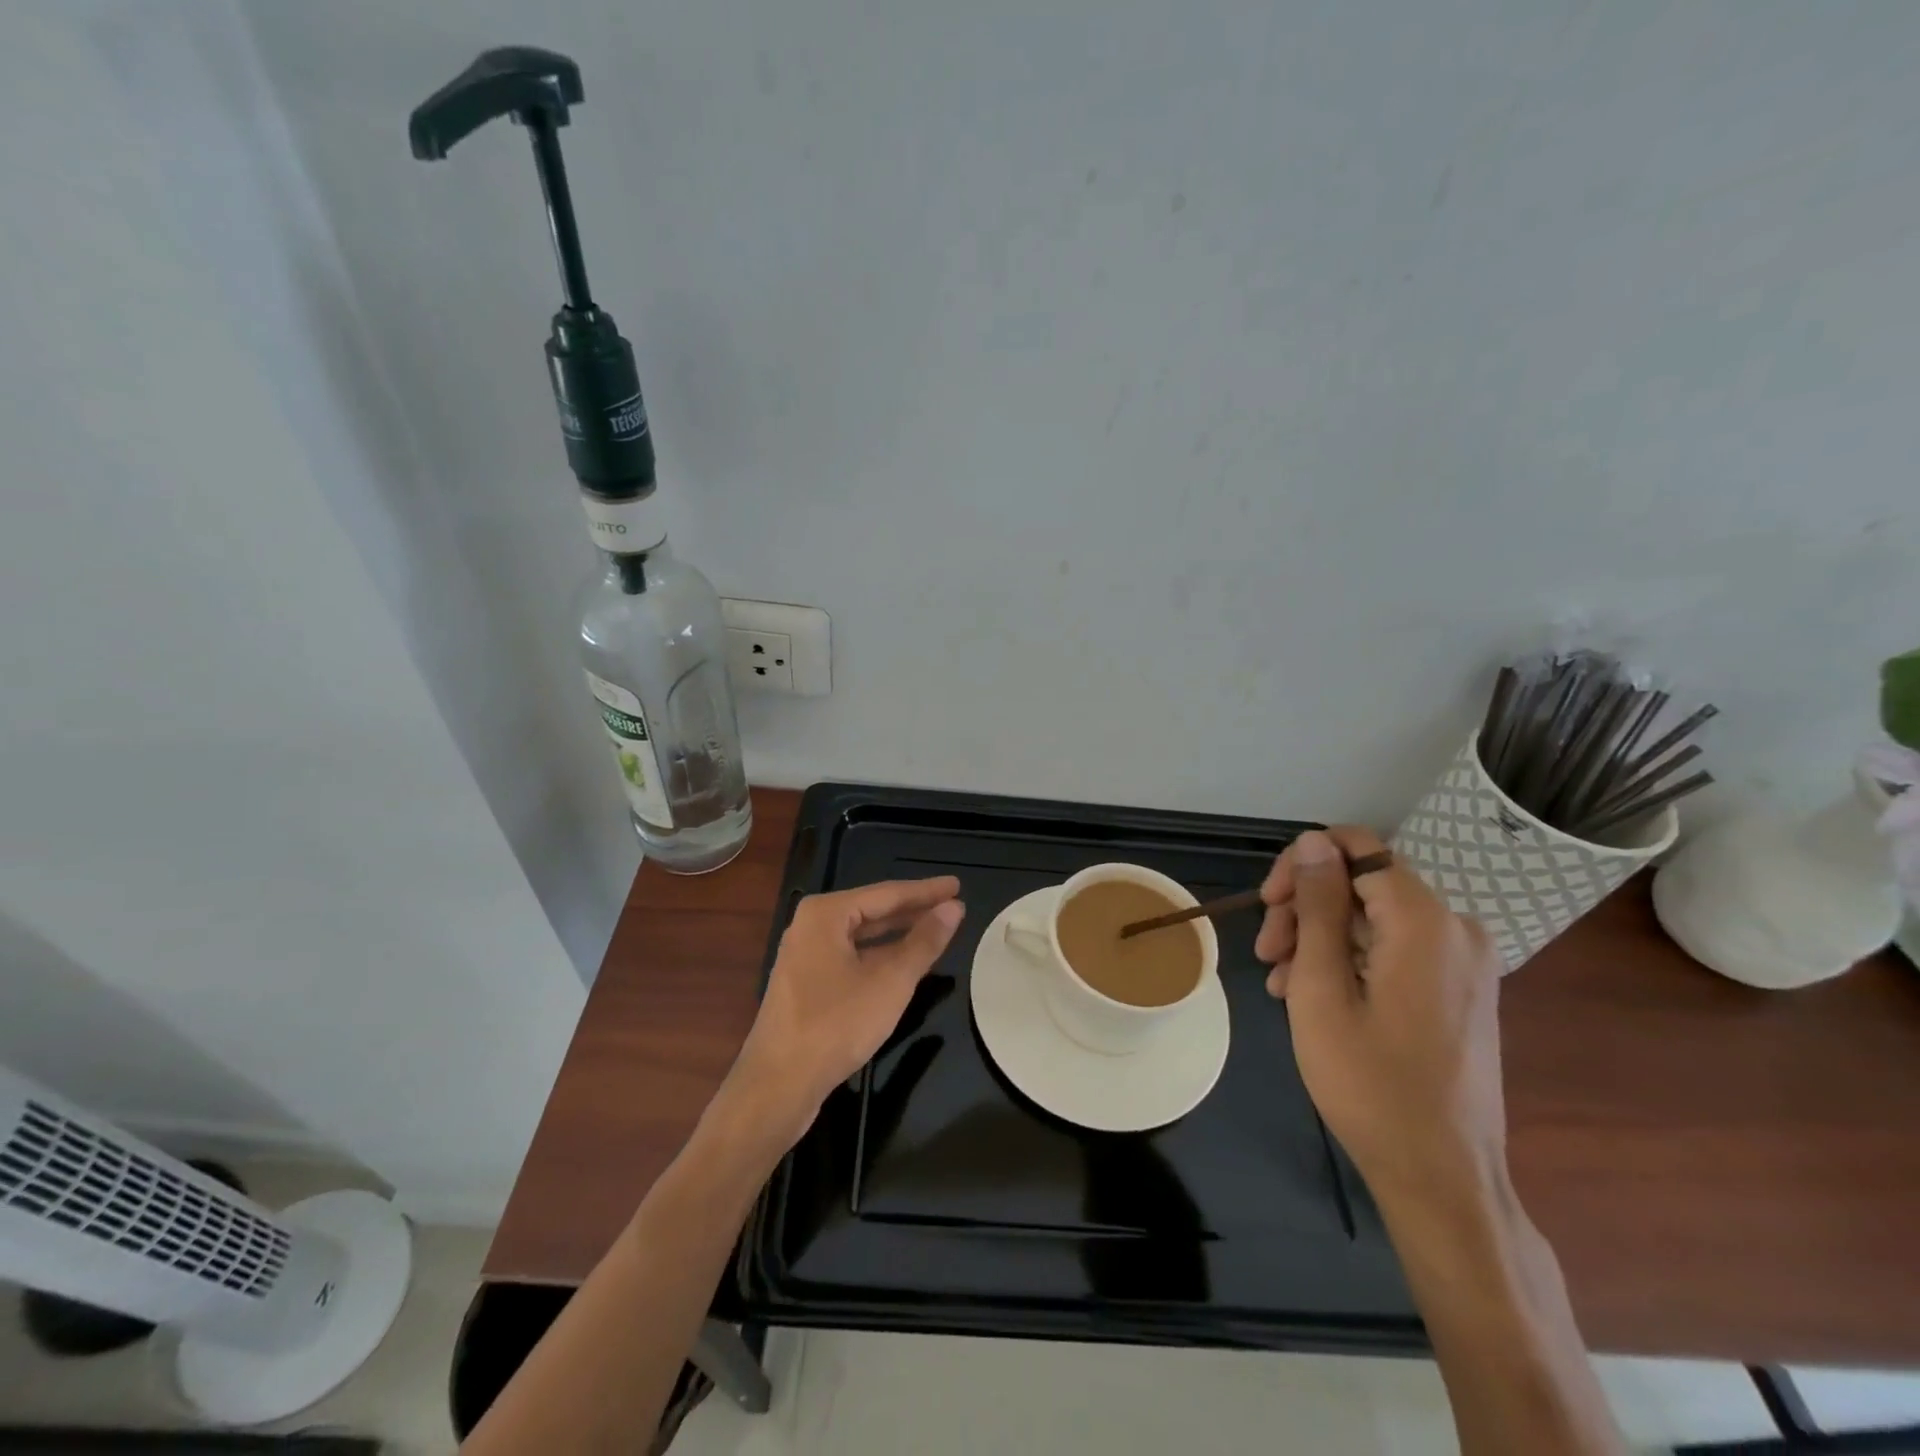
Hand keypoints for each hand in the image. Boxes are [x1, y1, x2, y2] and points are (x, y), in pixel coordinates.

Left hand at [724, 877, 964, 1142]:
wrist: (778, 1085)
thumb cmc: (836, 1025)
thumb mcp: (890, 981)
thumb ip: (924, 942)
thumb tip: (954, 907)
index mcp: (826, 913)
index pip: (887, 893)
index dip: (926, 891)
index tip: (957, 885)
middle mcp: (811, 926)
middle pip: (872, 910)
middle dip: (913, 910)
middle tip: (952, 905)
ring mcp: (805, 955)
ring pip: (861, 936)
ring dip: (897, 934)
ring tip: (935, 929)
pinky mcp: (806, 983)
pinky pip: (851, 956)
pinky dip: (879, 956)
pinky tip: (902, 964)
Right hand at [1256, 827, 1506, 1204]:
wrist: (1443, 1177)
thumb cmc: (1371, 1084)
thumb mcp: (1322, 989)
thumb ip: (1317, 906)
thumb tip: (1313, 841)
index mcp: (1426, 922)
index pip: (1357, 849)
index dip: (1303, 865)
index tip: (1270, 905)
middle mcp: (1456, 929)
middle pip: (1363, 884)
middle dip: (1306, 908)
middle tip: (1268, 954)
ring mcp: (1464, 961)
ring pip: (1373, 917)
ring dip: (1320, 939)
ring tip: (1283, 984)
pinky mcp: (1461, 988)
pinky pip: (1395, 948)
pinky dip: (1350, 960)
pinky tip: (1314, 997)